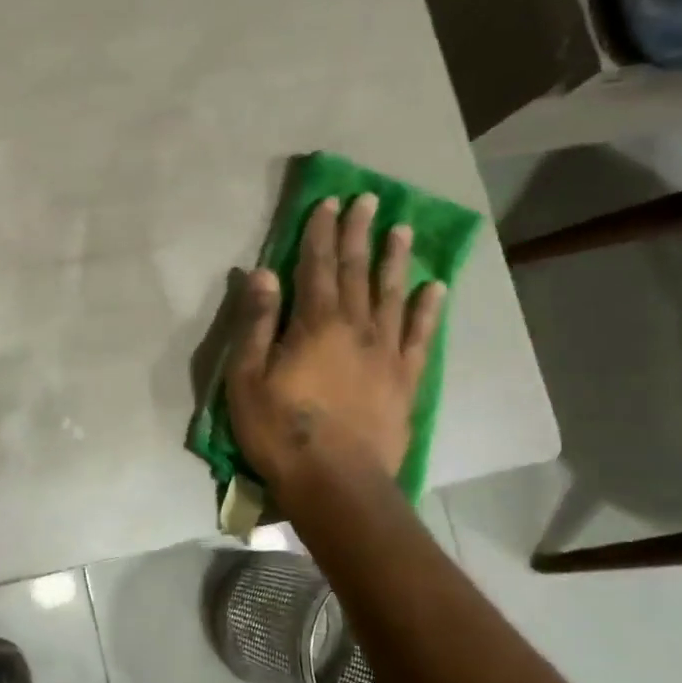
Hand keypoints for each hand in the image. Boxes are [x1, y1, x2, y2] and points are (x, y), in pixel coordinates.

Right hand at [227, 194, 445, 495]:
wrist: (336, 482)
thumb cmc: (280, 430)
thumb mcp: (247, 377)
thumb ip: (256, 323)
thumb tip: (263, 273)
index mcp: (315, 324)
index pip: (317, 266)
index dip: (321, 232)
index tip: (329, 202)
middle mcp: (356, 327)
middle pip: (358, 271)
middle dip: (360, 233)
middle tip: (369, 200)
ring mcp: (386, 352)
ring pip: (392, 295)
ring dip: (396, 260)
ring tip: (402, 230)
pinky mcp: (405, 379)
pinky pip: (420, 336)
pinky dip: (427, 310)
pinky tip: (434, 289)